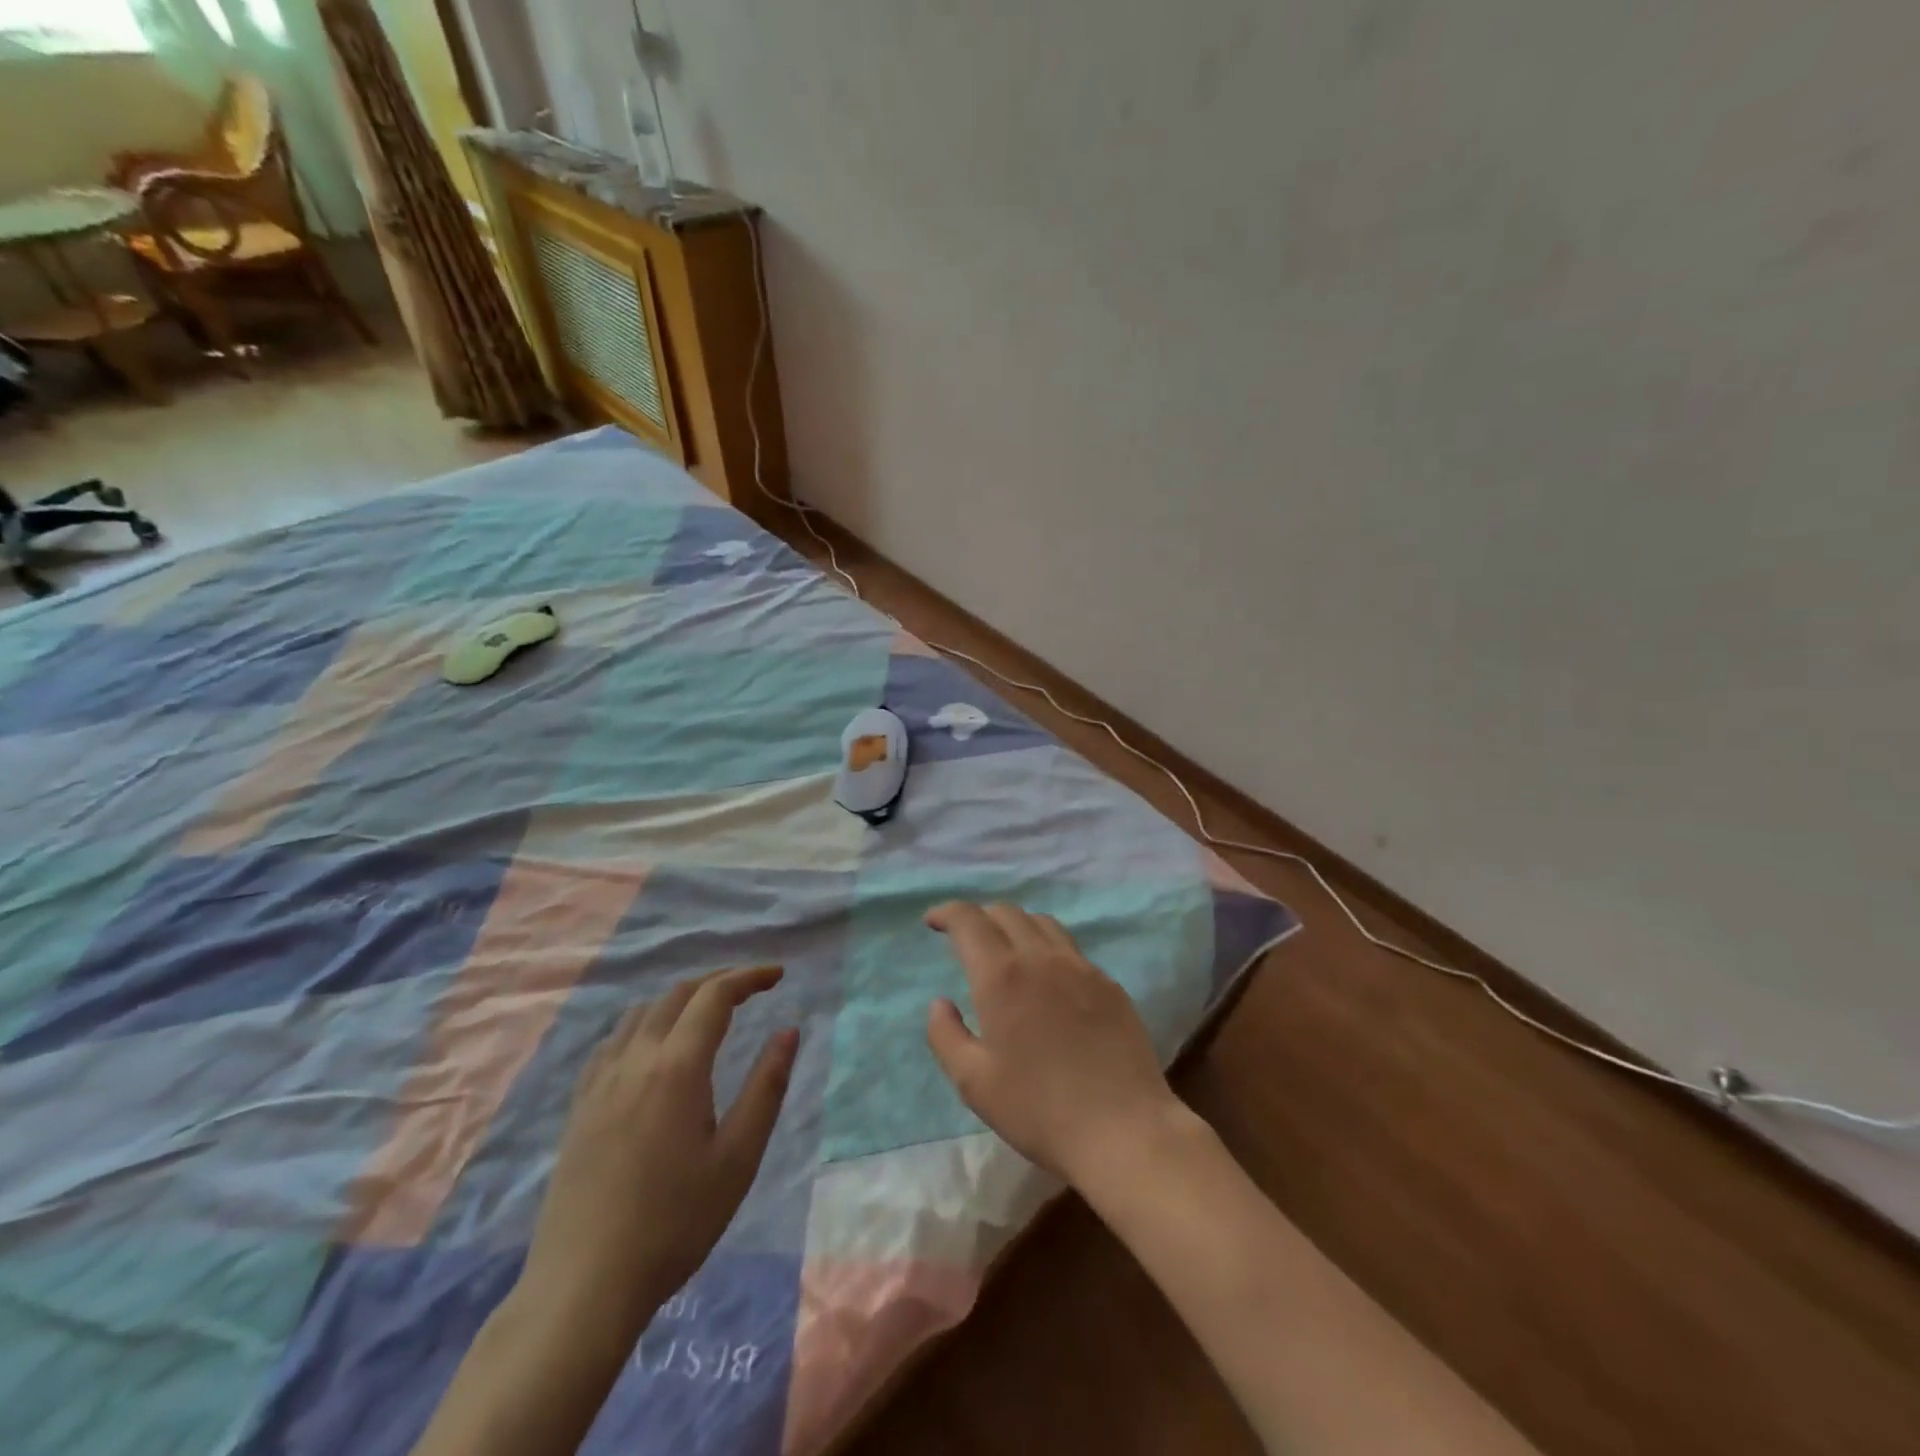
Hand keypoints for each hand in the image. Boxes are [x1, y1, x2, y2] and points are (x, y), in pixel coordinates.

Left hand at [517, 966, 799, 1337]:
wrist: (584, 1287)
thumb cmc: (675, 1223)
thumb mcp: (738, 1157)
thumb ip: (766, 1087)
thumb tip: (788, 1032)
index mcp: (677, 1067)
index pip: (715, 996)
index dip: (749, 977)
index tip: (778, 976)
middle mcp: (635, 1060)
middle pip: (677, 995)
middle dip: (718, 982)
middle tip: (751, 990)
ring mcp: (599, 1082)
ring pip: (641, 1013)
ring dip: (680, 999)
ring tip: (707, 1013)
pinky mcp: (579, 1107)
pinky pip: (613, 1041)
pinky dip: (645, 1023)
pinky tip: (652, 1049)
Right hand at [923, 902, 1189, 1187]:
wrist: (1123, 1130)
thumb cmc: (1039, 1110)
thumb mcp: (974, 1082)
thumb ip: (946, 1035)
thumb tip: (940, 1003)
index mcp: (1002, 976)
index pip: (969, 920)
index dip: (947, 912)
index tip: (932, 921)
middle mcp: (1041, 957)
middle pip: (1006, 912)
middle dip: (979, 917)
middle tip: (965, 939)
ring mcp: (1081, 967)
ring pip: (1042, 923)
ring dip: (1015, 926)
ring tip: (1006, 951)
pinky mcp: (1109, 984)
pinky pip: (1071, 949)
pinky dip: (1047, 949)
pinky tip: (1048, 980)